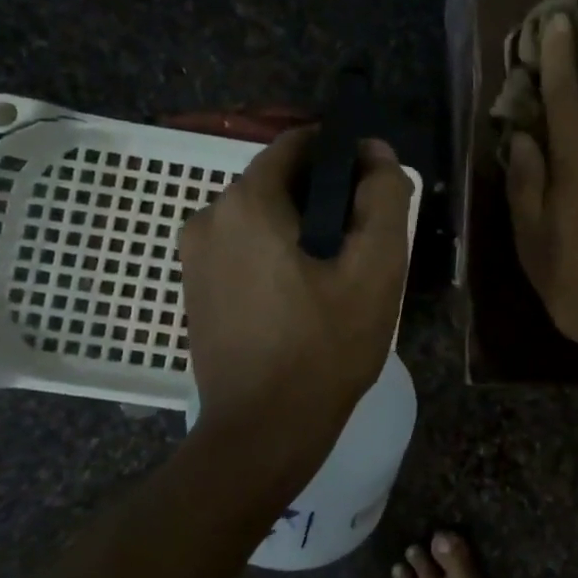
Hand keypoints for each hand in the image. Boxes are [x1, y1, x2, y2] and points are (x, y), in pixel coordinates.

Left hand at [180, 130, 412, 462]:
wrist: (262, 434)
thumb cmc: (324, 347)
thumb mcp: (375, 268)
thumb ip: (383, 197)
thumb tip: (376, 153)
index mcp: (246, 202)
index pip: (298, 143)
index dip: (343, 154)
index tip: (374, 186)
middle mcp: (209, 217)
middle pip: (280, 180)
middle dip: (326, 196)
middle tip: (365, 238)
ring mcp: (195, 255)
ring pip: (263, 215)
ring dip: (303, 226)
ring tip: (340, 270)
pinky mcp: (195, 286)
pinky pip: (245, 246)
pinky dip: (278, 251)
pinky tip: (306, 292)